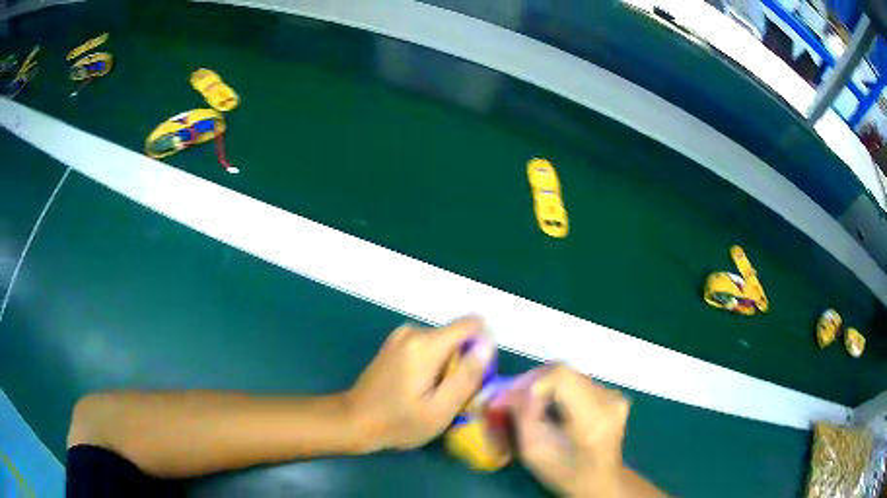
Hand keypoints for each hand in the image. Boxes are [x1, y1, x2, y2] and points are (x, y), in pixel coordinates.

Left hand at [345, 317, 494, 451]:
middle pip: (458, 337)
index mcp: (425, 344)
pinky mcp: (397, 344)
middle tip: (452, 396)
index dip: (482, 348)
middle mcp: (414, 331)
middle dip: (464, 363)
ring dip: (449, 367)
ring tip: (436, 396)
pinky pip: (430, 347)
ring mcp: (402, 335)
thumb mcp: (440, 410)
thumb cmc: (398, 422)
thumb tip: (488, 344)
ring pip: (445, 344)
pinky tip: (422, 389)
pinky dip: (435, 366)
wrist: (353, 421)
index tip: (475, 376)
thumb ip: (467, 376)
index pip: (472, 325)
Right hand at [502, 365, 630, 496]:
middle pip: (563, 372)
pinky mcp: (612, 392)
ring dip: (543, 386)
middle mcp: (608, 399)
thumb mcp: (534, 452)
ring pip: (568, 374)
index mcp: (593, 419)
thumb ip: (520, 417)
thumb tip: (504, 391)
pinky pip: (576, 381)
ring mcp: (613, 394)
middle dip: (531, 383)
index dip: (530, 382)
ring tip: (530, 407)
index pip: (561, 376)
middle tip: (511, 401)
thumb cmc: (565, 473)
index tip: (508, 398)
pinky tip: (550, 408)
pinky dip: (556, 390)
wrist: (601, 480)